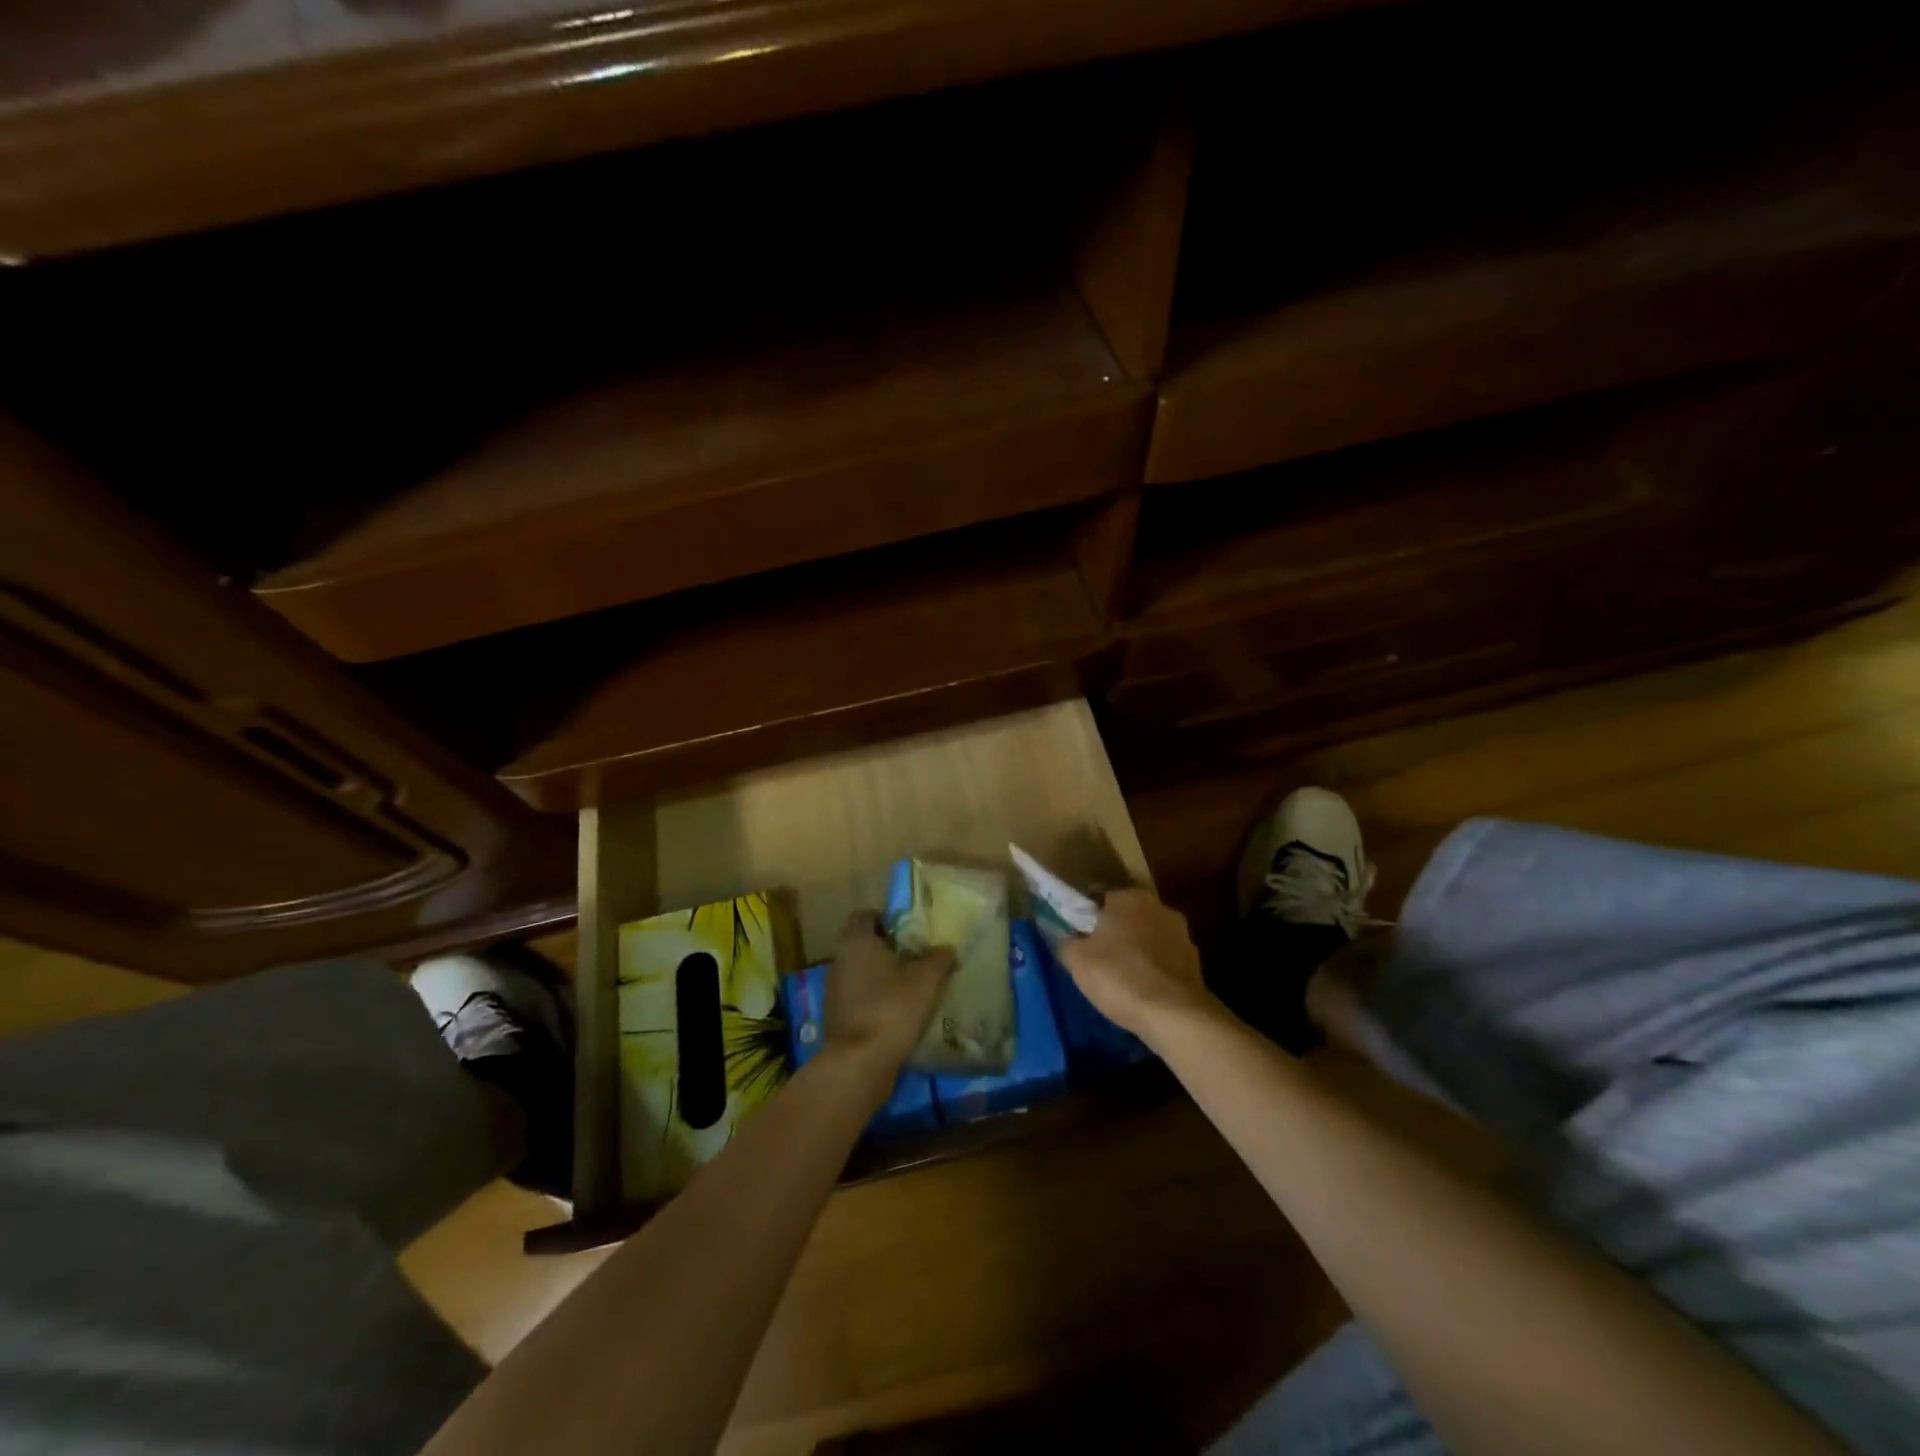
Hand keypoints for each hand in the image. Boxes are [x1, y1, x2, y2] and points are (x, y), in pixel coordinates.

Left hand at [823, 912, 955, 1073]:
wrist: (859, 1063)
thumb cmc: (892, 1007)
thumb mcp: (926, 979)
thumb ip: (939, 958)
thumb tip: (947, 948)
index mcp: (856, 941)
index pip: (866, 915)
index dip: (888, 919)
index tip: (910, 931)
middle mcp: (839, 960)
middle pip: (864, 945)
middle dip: (889, 950)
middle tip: (918, 958)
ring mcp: (834, 991)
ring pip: (862, 973)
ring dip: (883, 977)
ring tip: (913, 988)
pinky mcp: (837, 1018)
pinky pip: (859, 999)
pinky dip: (876, 1001)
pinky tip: (899, 1014)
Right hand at [1059, 889, 1216, 1041]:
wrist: (1174, 1014)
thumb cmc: (1119, 976)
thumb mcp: (1077, 960)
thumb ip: (1067, 942)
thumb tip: (1067, 938)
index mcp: (1128, 897)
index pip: (1100, 896)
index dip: (1086, 914)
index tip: (1077, 934)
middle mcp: (1158, 906)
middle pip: (1127, 915)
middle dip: (1114, 930)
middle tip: (1096, 955)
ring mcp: (1181, 933)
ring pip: (1149, 936)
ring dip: (1137, 949)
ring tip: (1121, 976)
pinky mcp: (1195, 961)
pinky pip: (1164, 959)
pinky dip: (1154, 969)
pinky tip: (1143, 989)